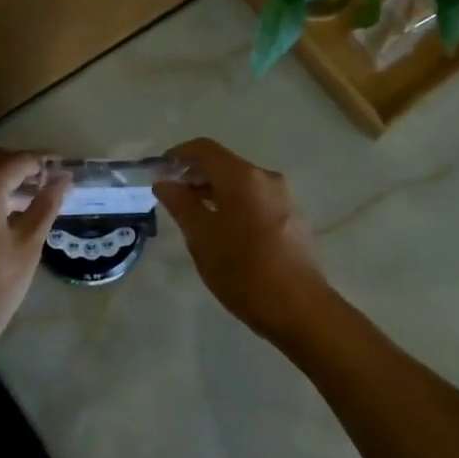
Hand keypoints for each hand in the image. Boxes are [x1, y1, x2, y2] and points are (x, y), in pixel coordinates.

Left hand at [0, 149, 68, 374]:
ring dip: (0, 177)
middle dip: (20, 164)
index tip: (65, 168)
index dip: (43, 161)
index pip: (17, 160)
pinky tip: (2, 213)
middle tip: (48, 181)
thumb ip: (45, 207)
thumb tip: (63, 179)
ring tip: (29, 197)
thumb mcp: (26, 248)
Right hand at [155, 138, 334, 342]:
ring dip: (215, 191)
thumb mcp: (201, 237)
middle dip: (196, 175)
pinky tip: (225, 231)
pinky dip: (235, 204)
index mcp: (242, 177)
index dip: (178, 155)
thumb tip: (164, 182)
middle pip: (224, 164)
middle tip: (172, 196)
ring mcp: (284, 198)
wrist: (299, 308)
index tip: (159, 171)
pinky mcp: (294, 218)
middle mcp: (266, 178)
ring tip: (194, 215)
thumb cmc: (243, 271)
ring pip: (241, 184)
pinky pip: (257, 200)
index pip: (204, 149)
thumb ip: (180, 204)